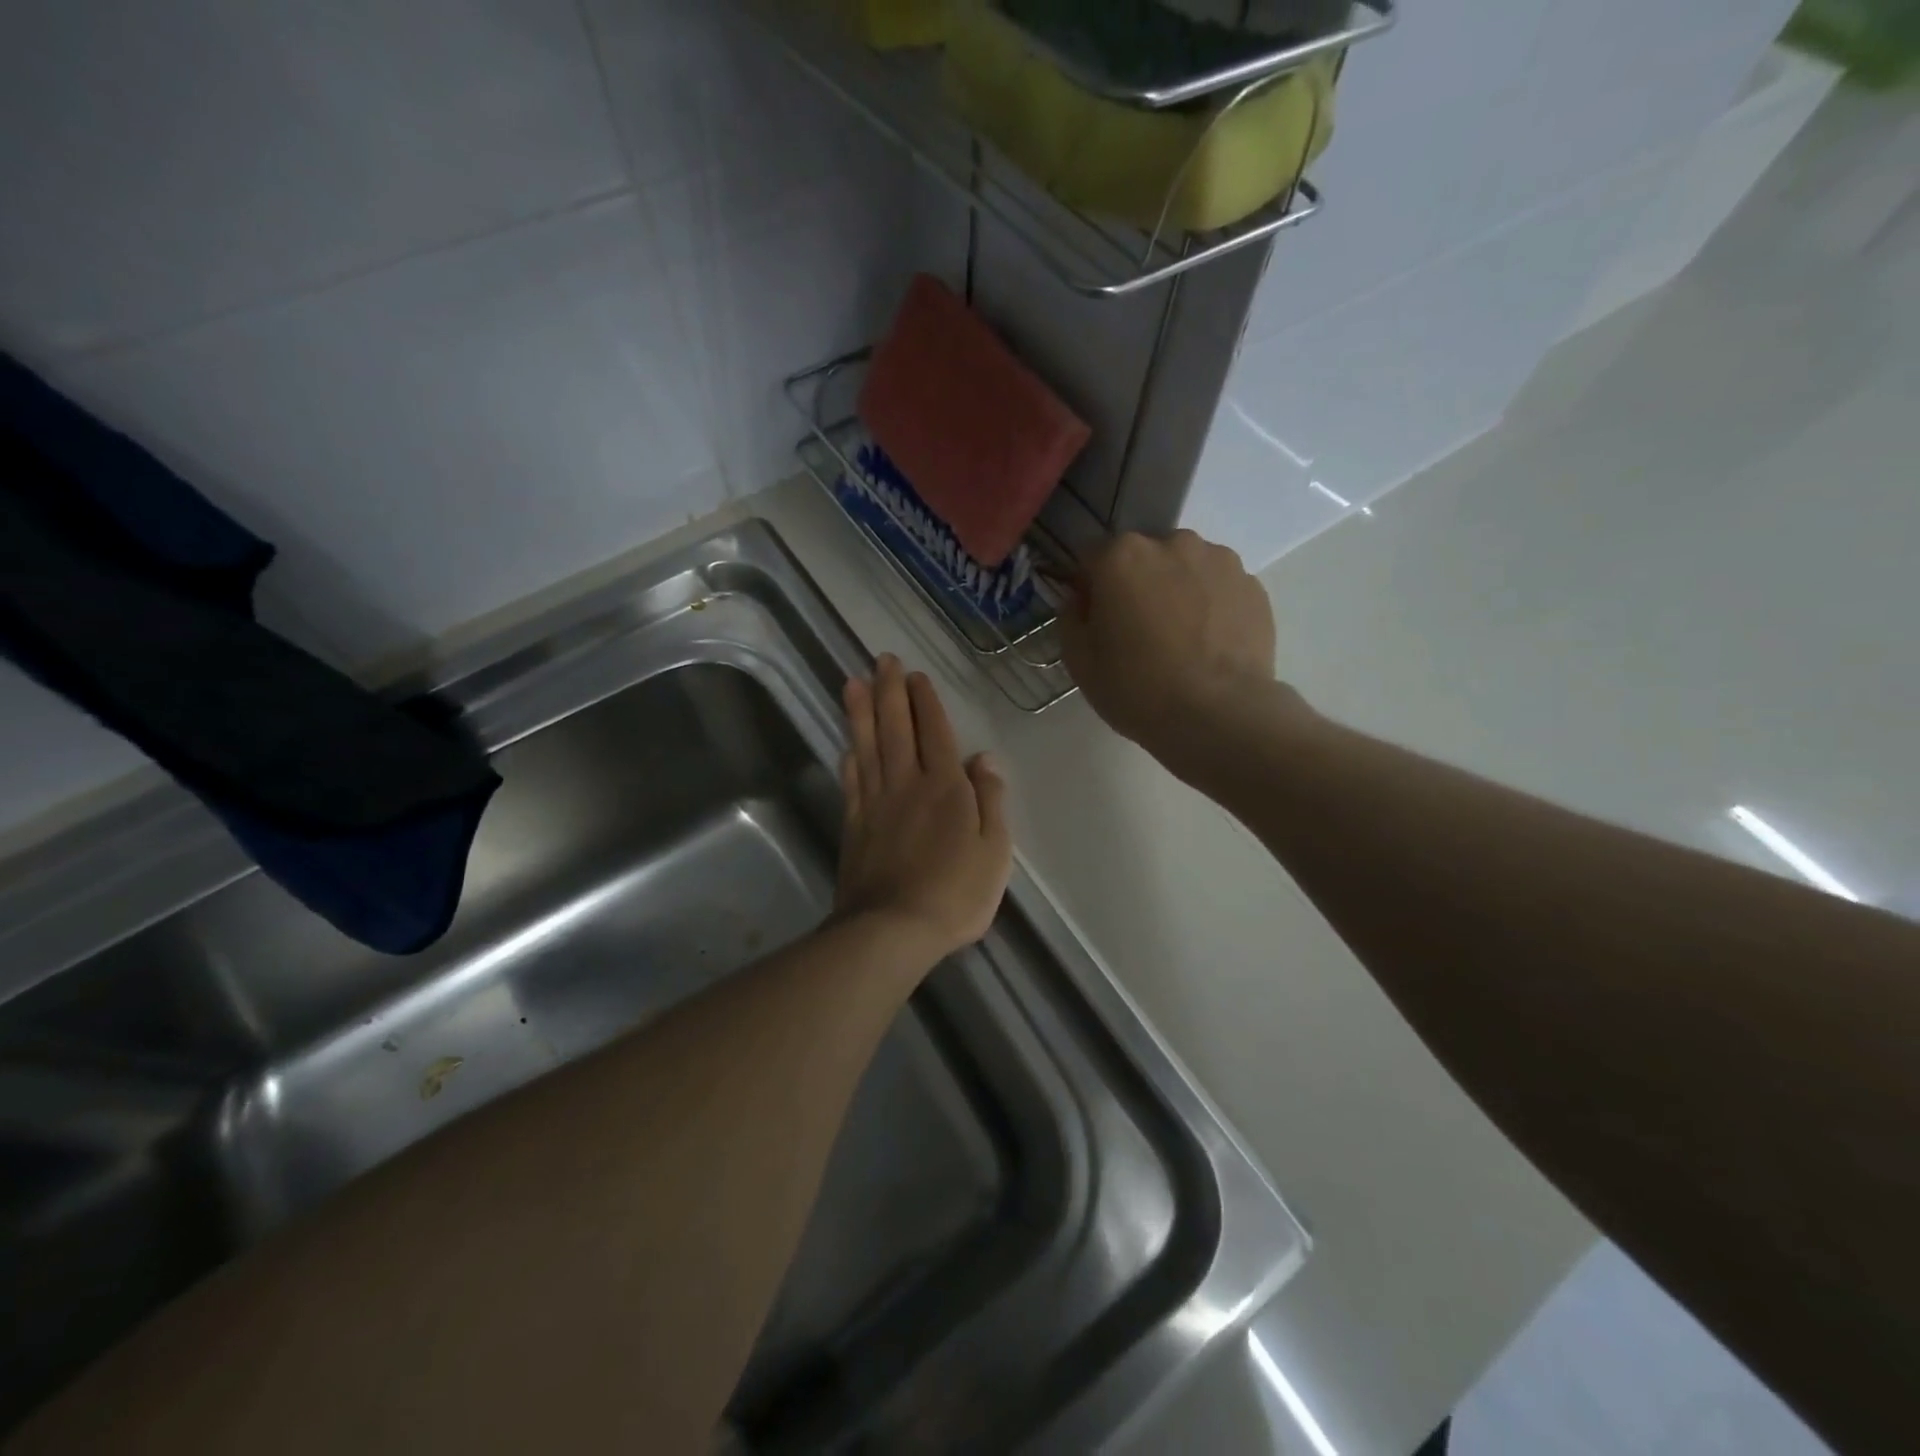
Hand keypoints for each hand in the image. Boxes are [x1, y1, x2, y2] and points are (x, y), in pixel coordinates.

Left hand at [836, 655, 1011, 966]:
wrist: (893, 929)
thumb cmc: (955, 892)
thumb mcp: (994, 850)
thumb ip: (990, 799)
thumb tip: (984, 758)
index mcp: (945, 786)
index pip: (934, 731)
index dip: (925, 701)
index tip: (915, 675)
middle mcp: (906, 784)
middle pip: (896, 728)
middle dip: (889, 691)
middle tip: (882, 660)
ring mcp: (875, 803)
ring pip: (867, 746)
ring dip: (860, 712)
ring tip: (852, 681)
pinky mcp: (854, 825)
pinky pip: (851, 781)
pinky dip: (849, 756)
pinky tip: (847, 743)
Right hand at [1060, 530, 1300, 776]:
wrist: (1219, 715)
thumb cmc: (1137, 688)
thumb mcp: (1079, 661)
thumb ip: (1070, 617)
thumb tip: (1081, 600)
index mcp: (1122, 555)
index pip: (1090, 556)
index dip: (1088, 587)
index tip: (1094, 618)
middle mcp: (1172, 543)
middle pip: (1142, 556)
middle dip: (1136, 583)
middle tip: (1139, 631)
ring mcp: (1220, 560)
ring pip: (1184, 568)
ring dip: (1176, 590)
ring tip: (1181, 639)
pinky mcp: (1253, 585)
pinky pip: (1218, 588)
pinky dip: (1210, 606)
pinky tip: (1209, 645)